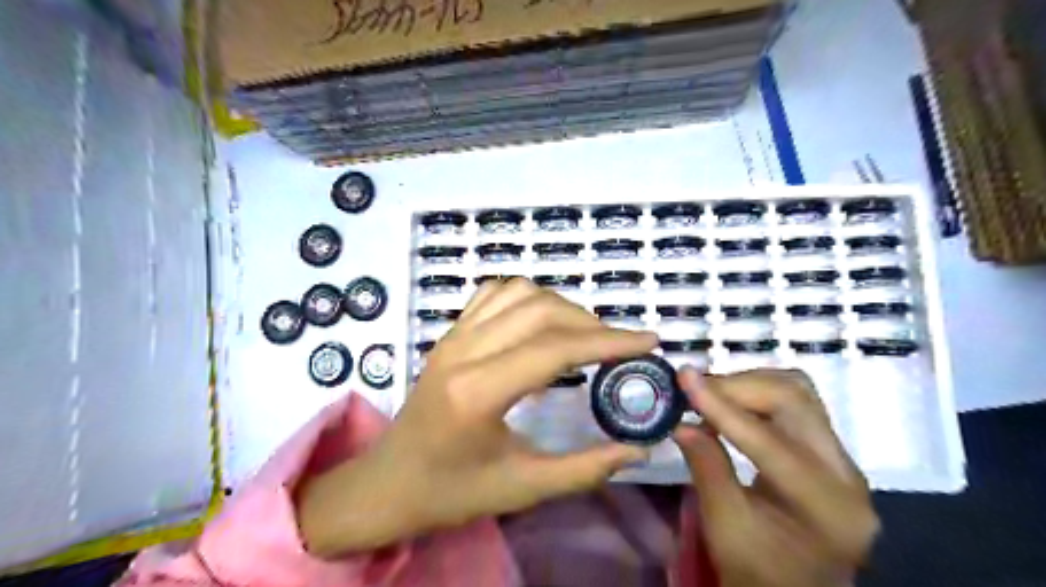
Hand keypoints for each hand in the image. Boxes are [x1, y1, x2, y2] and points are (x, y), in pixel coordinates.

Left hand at [297, 278, 650, 554]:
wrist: (388, 483)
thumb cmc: (451, 492)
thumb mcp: (523, 488)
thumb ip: (586, 468)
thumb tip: (638, 448)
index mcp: (479, 392)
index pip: (556, 348)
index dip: (608, 341)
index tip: (648, 340)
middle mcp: (464, 351)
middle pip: (541, 311)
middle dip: (590, 323)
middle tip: (618, 347)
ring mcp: (453, 336)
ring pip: (518, 292)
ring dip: (561, 306)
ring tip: (584, 335)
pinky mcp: (449, 333)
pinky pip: (492, 293)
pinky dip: (527, 297)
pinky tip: (541, 321)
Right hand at [674, 370, 876, 584]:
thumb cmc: (758, 573)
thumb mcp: (724, 528)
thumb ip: (706, 469)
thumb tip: (681, 423)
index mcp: (827, 507)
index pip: (769, 441)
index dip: (722, 406)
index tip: (684, 377)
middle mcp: (848, 475)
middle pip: (795, 400)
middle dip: (738, 386)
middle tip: (694, 389)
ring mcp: (844, 461)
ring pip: (798, 392)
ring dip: (749, 384)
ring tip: (710, 396)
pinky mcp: (831, 452)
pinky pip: (796, 404)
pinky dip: (757, 395)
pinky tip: (730, 406)